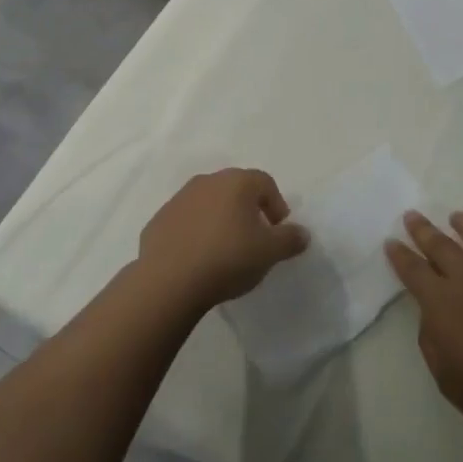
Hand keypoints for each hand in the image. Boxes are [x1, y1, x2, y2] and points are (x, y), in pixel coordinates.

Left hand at [136, 168, 309, 316]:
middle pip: (236, 190)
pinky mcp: (159, 220)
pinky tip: (198, 259)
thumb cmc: (227, 258)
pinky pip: (186, 222)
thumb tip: (303, 232)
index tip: (279, 232)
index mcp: (237, 182)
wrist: (167, 280)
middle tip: (254, 241)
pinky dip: (196, 234)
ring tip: (225, 252)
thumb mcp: (269, 252)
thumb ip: (290, 239)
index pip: (265, 183)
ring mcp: (179, 199)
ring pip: (209, 204)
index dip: (277, 205)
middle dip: (249, 211)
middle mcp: (208, 181)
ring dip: (220, 221)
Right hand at [387, 211, 462, 448]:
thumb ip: (431, 339)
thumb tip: (432, 314)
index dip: (399, 255)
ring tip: (456, 216)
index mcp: (441, 302)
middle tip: (412, 215)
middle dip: (422, 229)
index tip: (391, 241)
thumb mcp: (446, 377)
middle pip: (440, 244)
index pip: (412, 270)